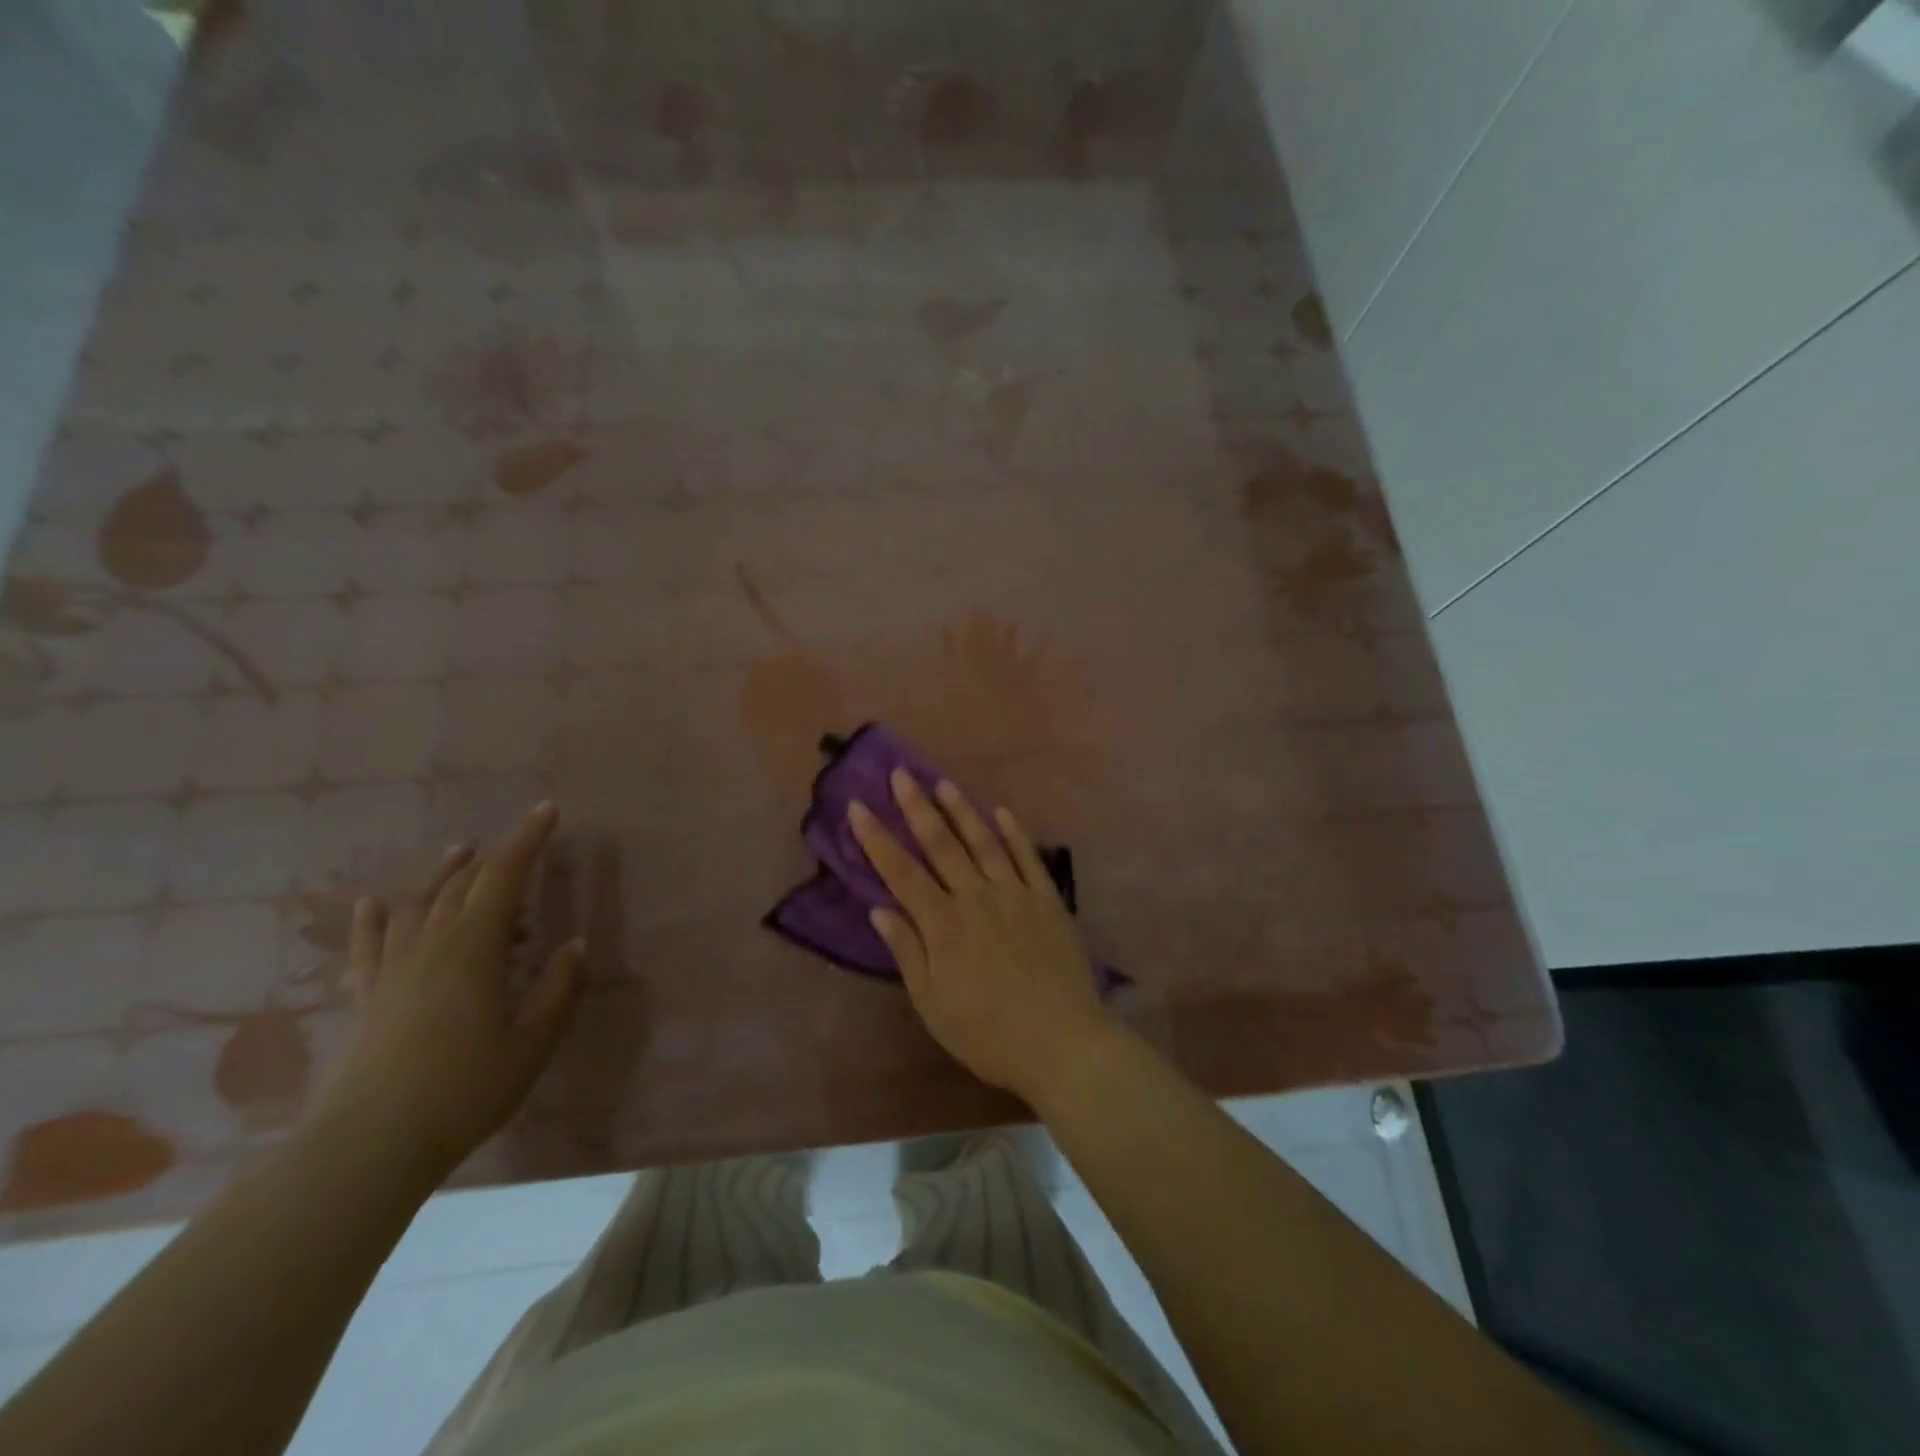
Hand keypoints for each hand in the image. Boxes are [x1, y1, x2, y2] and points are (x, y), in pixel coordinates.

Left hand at [321, 803, 584, 1177]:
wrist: (370, 1147)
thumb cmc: (466, 1090)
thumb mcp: (533, 1041)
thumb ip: (557, 988)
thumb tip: (575, 944)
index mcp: (474, 949)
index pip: (504, 877)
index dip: (527, 840)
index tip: (548, 810)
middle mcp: (431, 946)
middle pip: (462, 885)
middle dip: (494, 855)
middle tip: (520, 840)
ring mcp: (393, 971)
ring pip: (418, 905)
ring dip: (444, 874)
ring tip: (461, 853)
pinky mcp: (368, 998)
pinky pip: (369, 945)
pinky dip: (374, 918)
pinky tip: (375, 902)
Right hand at [849, 770, 1113, 1104]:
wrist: (1061, 1043)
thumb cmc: (987, 1033)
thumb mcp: (932, 1003)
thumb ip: (907, 952)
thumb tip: (880, 909)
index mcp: (943, 924)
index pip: (900, 872)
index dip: (876, 838)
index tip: (857, 806)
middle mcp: (976, 897)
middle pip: (941, 844)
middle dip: (917, 807)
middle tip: (901, 774)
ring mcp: (1015, 894)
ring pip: (984, 841)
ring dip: (963, 810)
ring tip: (944, 783)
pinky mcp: (1048, 900)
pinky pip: (1028, 857)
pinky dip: (1015, 833)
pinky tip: (1003, 812)